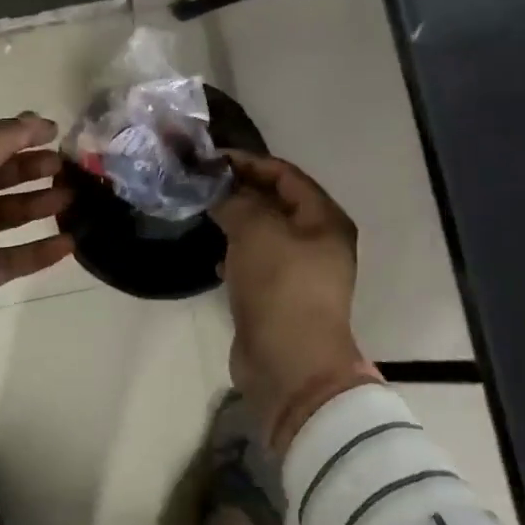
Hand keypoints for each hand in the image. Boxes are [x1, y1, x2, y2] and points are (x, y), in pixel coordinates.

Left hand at [0, 114, 73, 372]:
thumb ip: (1, 139)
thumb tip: (35, 120)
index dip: (16, 133)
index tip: (54, 132)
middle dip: (29, 169)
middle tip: (64, 167)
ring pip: (4, 215)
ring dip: (37, 205)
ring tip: (72, 199)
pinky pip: (11, 257)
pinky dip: (38, 249)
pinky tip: (68, 243)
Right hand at [212, 151, 375, 448]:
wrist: (290, 366)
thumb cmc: (280, 287)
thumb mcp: (256, 231)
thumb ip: (235, 200)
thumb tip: (217, 188)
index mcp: (324, 219)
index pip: (285, 174)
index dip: (248, 162)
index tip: (210, 159)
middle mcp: (318, 240)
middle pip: (275, 201)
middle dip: (238, 189)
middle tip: (200, 182)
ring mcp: (300, 271)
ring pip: (264, 232)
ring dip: (235, 220)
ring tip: (201, 211)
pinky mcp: (280, 296)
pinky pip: (257, 261)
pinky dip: (236, 252)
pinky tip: (214, 255)